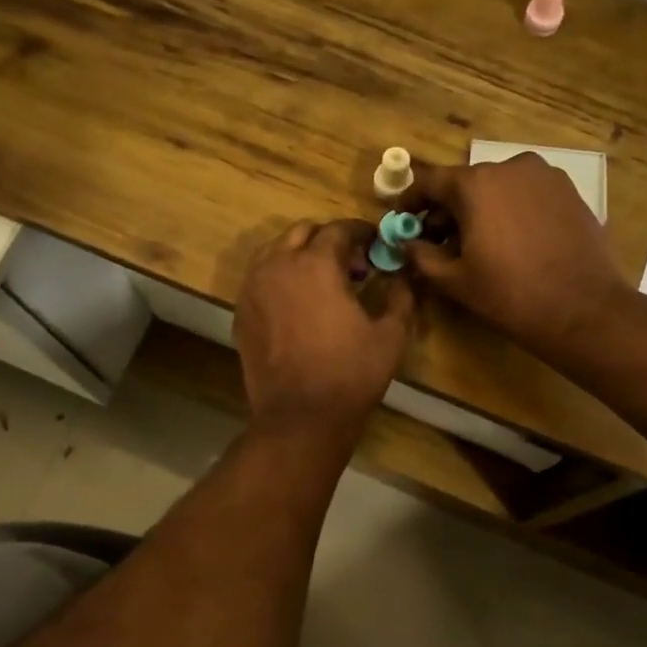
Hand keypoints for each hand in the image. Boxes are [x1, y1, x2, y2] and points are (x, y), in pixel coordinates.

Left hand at [235, 220, 415, 437]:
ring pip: (275, 251)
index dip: (362, 232)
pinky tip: (298, 303)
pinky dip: (280, 277)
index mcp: (316, 264)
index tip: (376, 244)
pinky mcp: (241, 312)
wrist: (299, 417)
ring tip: (322, 281)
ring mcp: (253, 288)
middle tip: (352, 264)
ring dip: (300, 255)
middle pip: (302, 232)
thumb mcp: (391, 335)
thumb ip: (402, 296)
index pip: (339, 229)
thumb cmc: (350, 374)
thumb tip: (405, 276)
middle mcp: (278, 265)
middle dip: (328, 240)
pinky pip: (260, 278)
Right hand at [401, 155, 627, 360]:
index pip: (430, 182)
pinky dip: (510, 211)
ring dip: (480, 210)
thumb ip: (421, 255)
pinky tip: (511, 242)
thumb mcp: (454, 280)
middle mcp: (510, 167)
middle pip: (466, 184)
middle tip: (437, 241)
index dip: (410, 202)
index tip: (402, 221)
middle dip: (447, 210)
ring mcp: (545, 176)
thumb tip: (405, 242)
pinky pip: (526, 195)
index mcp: (476, 184)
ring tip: (477, 244)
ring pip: (498, 188)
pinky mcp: (569, 191)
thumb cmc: (509, 294)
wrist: (582, 309)